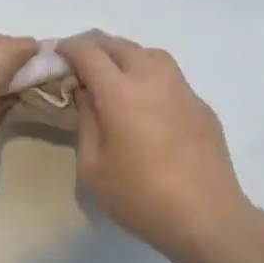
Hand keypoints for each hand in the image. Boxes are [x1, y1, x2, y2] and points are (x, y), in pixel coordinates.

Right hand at [59, 33, 252, 262]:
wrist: (206, 217)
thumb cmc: (141, 197)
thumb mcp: (94, 167)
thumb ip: (86, 122)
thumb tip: (88, 94)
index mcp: (121, 92)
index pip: (89, 52)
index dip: (69, 48)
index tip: (57, 55)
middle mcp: (153, 79)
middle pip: (120, 45)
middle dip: (95, 47)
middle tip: (80, 64)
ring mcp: (182, 89)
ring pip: (150, 53)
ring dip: (126, 55)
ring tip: (114, 75)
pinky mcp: (201, 105)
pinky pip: (171, 76)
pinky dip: (151, 75)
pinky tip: (147, 101)